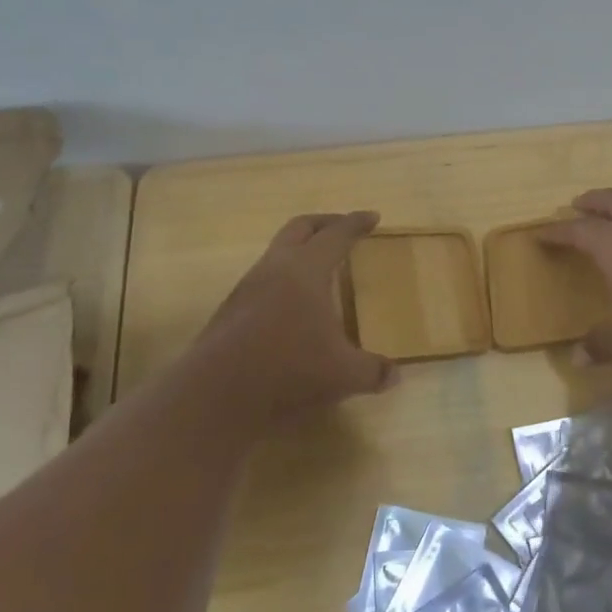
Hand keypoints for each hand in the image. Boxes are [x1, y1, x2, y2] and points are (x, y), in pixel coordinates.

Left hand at [183, 211, 397, 424]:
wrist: (216, 394)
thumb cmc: (288, 370)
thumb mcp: (343, 375)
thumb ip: (373, 372)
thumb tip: (395, 375)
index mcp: (306, 270)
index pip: (336, 235)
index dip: (356, 223)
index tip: (373, 216)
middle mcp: (275, 268)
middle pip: (300, 228)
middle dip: (324, 223)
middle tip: (344, 228)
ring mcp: (247, 288)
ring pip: (276, 252)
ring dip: (299, 250)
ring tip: (319, 268)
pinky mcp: (230, 310)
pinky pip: (262, 279)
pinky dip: (283, 278)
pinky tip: (292, 306)